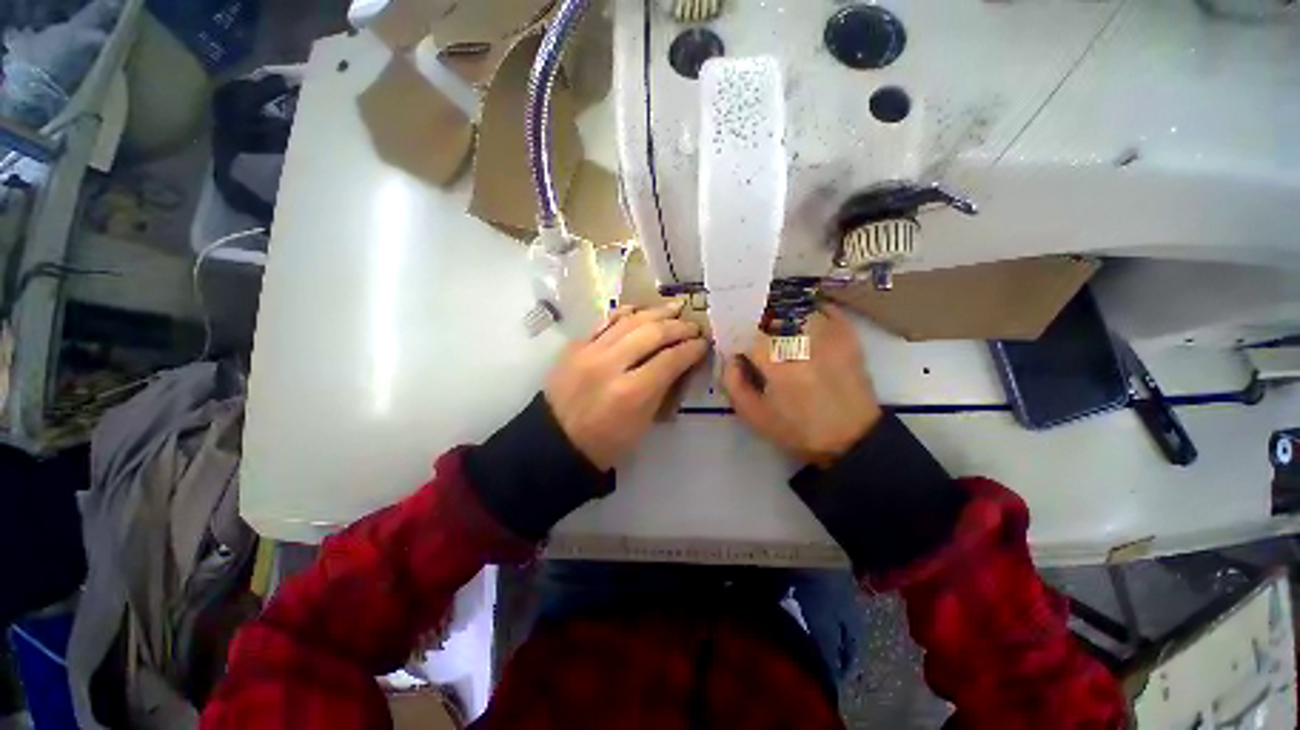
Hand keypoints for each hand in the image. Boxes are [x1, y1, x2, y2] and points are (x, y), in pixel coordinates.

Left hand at [546, 303, 708, 470]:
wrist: (555, 442)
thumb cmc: (605, 443)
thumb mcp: (643, 424)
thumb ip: (662, 389)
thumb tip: (680, 362)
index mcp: (631, 393)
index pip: (670, 359)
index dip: (692, 349)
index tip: (704, 344)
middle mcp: (610, 365)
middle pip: (652, 333)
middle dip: (679, 326)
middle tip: (694, 325)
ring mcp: (589, 351)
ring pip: (629, 321)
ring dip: (656, 312)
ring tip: (675, 308)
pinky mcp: (575, 346)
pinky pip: (605, 321)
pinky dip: (626, 313)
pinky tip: (640, 310)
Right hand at [722, 305, 882, 468]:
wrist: (852, 438)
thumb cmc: (798, 430)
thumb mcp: (753, 415)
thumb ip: (733, 383)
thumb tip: (731, 357)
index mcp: (779, 366)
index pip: (747, 335)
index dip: (737, 339)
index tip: (736, 350)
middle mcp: (804, 343)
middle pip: (770, 316)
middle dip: (757, 325)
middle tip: (755, 340)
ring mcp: (829, 335)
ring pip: (795, 309)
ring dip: (781, 317)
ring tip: (777, 332)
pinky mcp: (847, 335)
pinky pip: (824, 309)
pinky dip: (809, 310)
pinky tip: (800, 323)